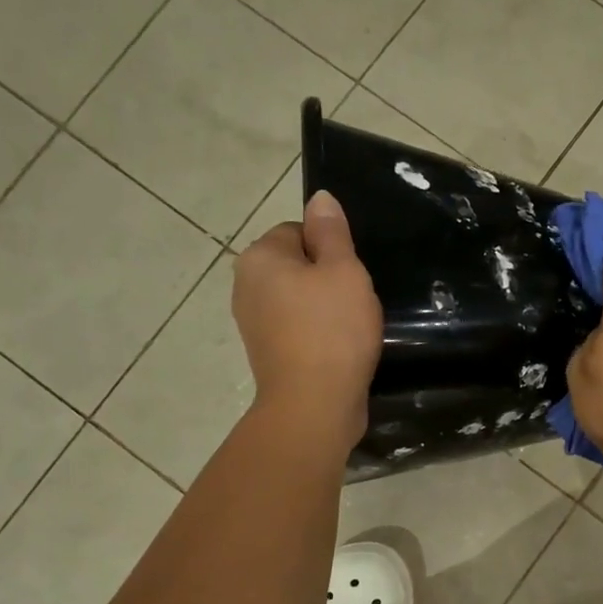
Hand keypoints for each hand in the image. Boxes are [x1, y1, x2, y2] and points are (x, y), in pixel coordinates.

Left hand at [231, 191, 381, 446]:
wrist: (314, 404)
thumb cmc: (332, 330)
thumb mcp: (343, 271)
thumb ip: (332, 232)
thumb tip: (320, 198)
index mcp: (259, 257)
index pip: (299, 231)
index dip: (332, 250)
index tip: (353, 276)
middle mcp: (246, 286)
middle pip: (297, 266)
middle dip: (327, 280)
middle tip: (357, 302)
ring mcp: (253, 323)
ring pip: (299, 300)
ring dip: (325, 310)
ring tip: (352, 329)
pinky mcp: (267, 354)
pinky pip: (298, 330)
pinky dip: (318, 335)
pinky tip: (340, 349)